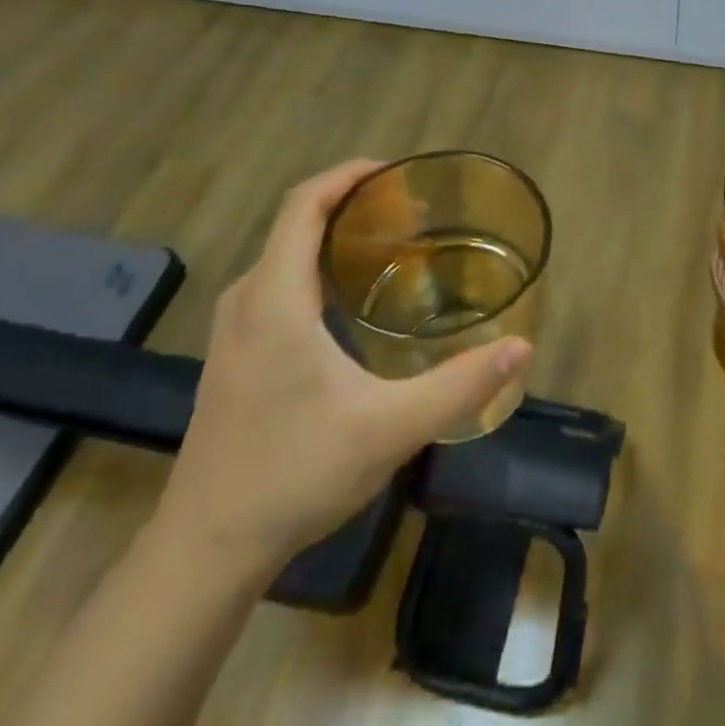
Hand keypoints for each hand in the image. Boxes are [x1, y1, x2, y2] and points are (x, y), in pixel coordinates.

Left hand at [153, 161, 531, 581]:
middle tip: (411, 214)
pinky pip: (276, 283)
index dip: (348, 175)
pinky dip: (315, 267)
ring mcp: (233, 330)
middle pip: (295, 222)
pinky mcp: (233, 356)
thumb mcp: (390, 428)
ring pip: (284, 255)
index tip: (397, 173)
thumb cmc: (293, 474)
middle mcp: (247, 301)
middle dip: (351, 203)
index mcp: (275, 299)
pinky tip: (351, 303)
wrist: (204, 551)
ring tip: (389, 247)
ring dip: (332, 236)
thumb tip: (521, 347)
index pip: (303, 204)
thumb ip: (460, 385)